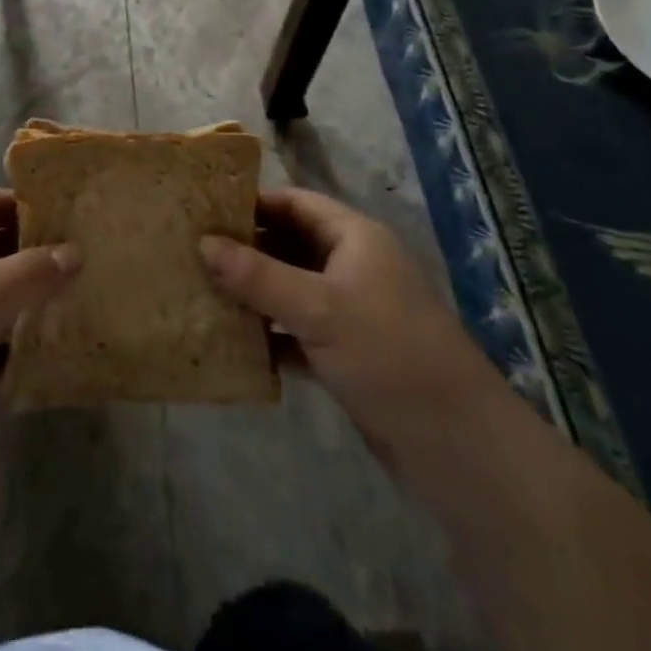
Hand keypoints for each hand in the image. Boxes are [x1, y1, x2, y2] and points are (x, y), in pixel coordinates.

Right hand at [199, 187, 497, 467]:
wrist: (459, 447)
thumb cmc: (389, 354)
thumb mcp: (318, 309)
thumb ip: (258, 276)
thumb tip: (203, 242)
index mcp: (354, 238)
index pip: (294, 203)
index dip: (252, 203)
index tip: (204, 211)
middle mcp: (351, 266)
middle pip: (289, 244)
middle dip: (245, 250)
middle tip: (192, 253)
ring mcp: (350, 311)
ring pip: (290, 289)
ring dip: (253, 294)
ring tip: (201, 293)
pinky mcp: (346, 353)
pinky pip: (296, 330)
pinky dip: (269, 334)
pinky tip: (231, 342)